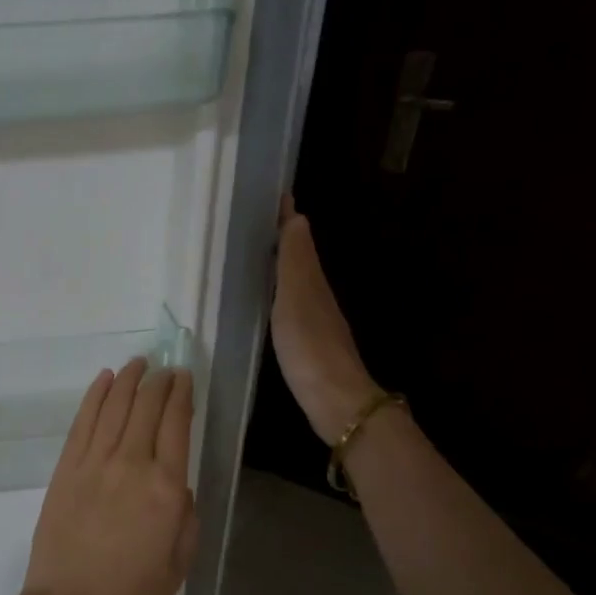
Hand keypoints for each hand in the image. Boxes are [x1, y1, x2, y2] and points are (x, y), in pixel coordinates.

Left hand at [0, 358, 199, 594]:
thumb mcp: (180, 559)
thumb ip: (186, 513)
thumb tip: (177, 482)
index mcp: (166, 488)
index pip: (176, 423)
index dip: (182, 395)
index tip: (184, 377)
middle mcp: (131, 464)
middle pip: (145, 407)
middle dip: (158, 381)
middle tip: (165, 368)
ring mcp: (93, 463)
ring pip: (114, 406)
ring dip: (127, 380)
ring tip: (138, 364)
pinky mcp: (65, 469)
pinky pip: (82, 422)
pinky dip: (95, 396)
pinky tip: (104, 380)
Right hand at [272, 196, 379, 444]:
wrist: (334, 399)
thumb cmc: (310, 347)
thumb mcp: (296, 300)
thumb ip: (294, 263)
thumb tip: (298, 218)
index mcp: (313, 282)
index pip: (299, 241)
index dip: (288, 220)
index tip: (277, 195)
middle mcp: (317, 297)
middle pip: (300, 260)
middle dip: (285, 239)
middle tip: (261, 221)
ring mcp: (315, 322)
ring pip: (297, 283)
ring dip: (283, 266)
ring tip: (261, 254)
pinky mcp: (308, 345)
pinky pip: (292, 306)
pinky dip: (281, 294)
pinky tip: (270, 302)